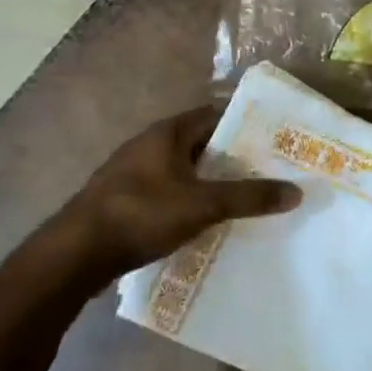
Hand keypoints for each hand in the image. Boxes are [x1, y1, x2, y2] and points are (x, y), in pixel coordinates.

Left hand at [41, 105, 301, 291]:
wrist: (75, 254)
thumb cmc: (140, 214)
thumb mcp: (202, 205)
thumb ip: (248, 197)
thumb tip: (296, 191)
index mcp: (167, 133)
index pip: (216, 115)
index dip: (247, 124)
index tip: (276, 139)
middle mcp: (150, 145)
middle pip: (202, 144)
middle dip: (234, 158)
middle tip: (270, 172)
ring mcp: (135, 174)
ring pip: (186, 171)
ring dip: (213, 182)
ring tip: (248, 199)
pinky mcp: (127, 201)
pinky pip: (170, 193)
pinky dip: (192, 201)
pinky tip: (210, 222)